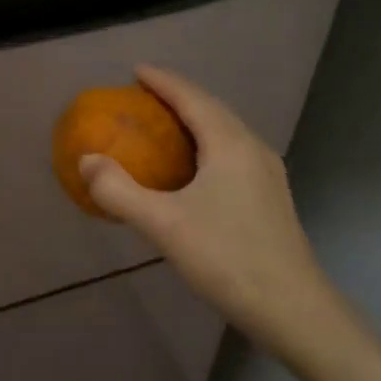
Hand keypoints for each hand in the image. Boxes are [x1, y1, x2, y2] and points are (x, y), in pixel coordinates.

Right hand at [79, 66, 344, 364]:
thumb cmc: (227, 258)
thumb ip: (119, 190)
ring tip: (165, 125)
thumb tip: (86, 161)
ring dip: (195, 120)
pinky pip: (233, 153)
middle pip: (212, 109)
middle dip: (178, 97)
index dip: (163, 81)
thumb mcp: (163, 225)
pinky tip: (194, 169)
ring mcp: (267, 174)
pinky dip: (207, 144)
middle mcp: (253, 149)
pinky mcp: (271, 198)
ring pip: (226, 132)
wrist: (294, 310)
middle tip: (144, 96)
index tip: (136, 70)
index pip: (191, 98)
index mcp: (229, 144)